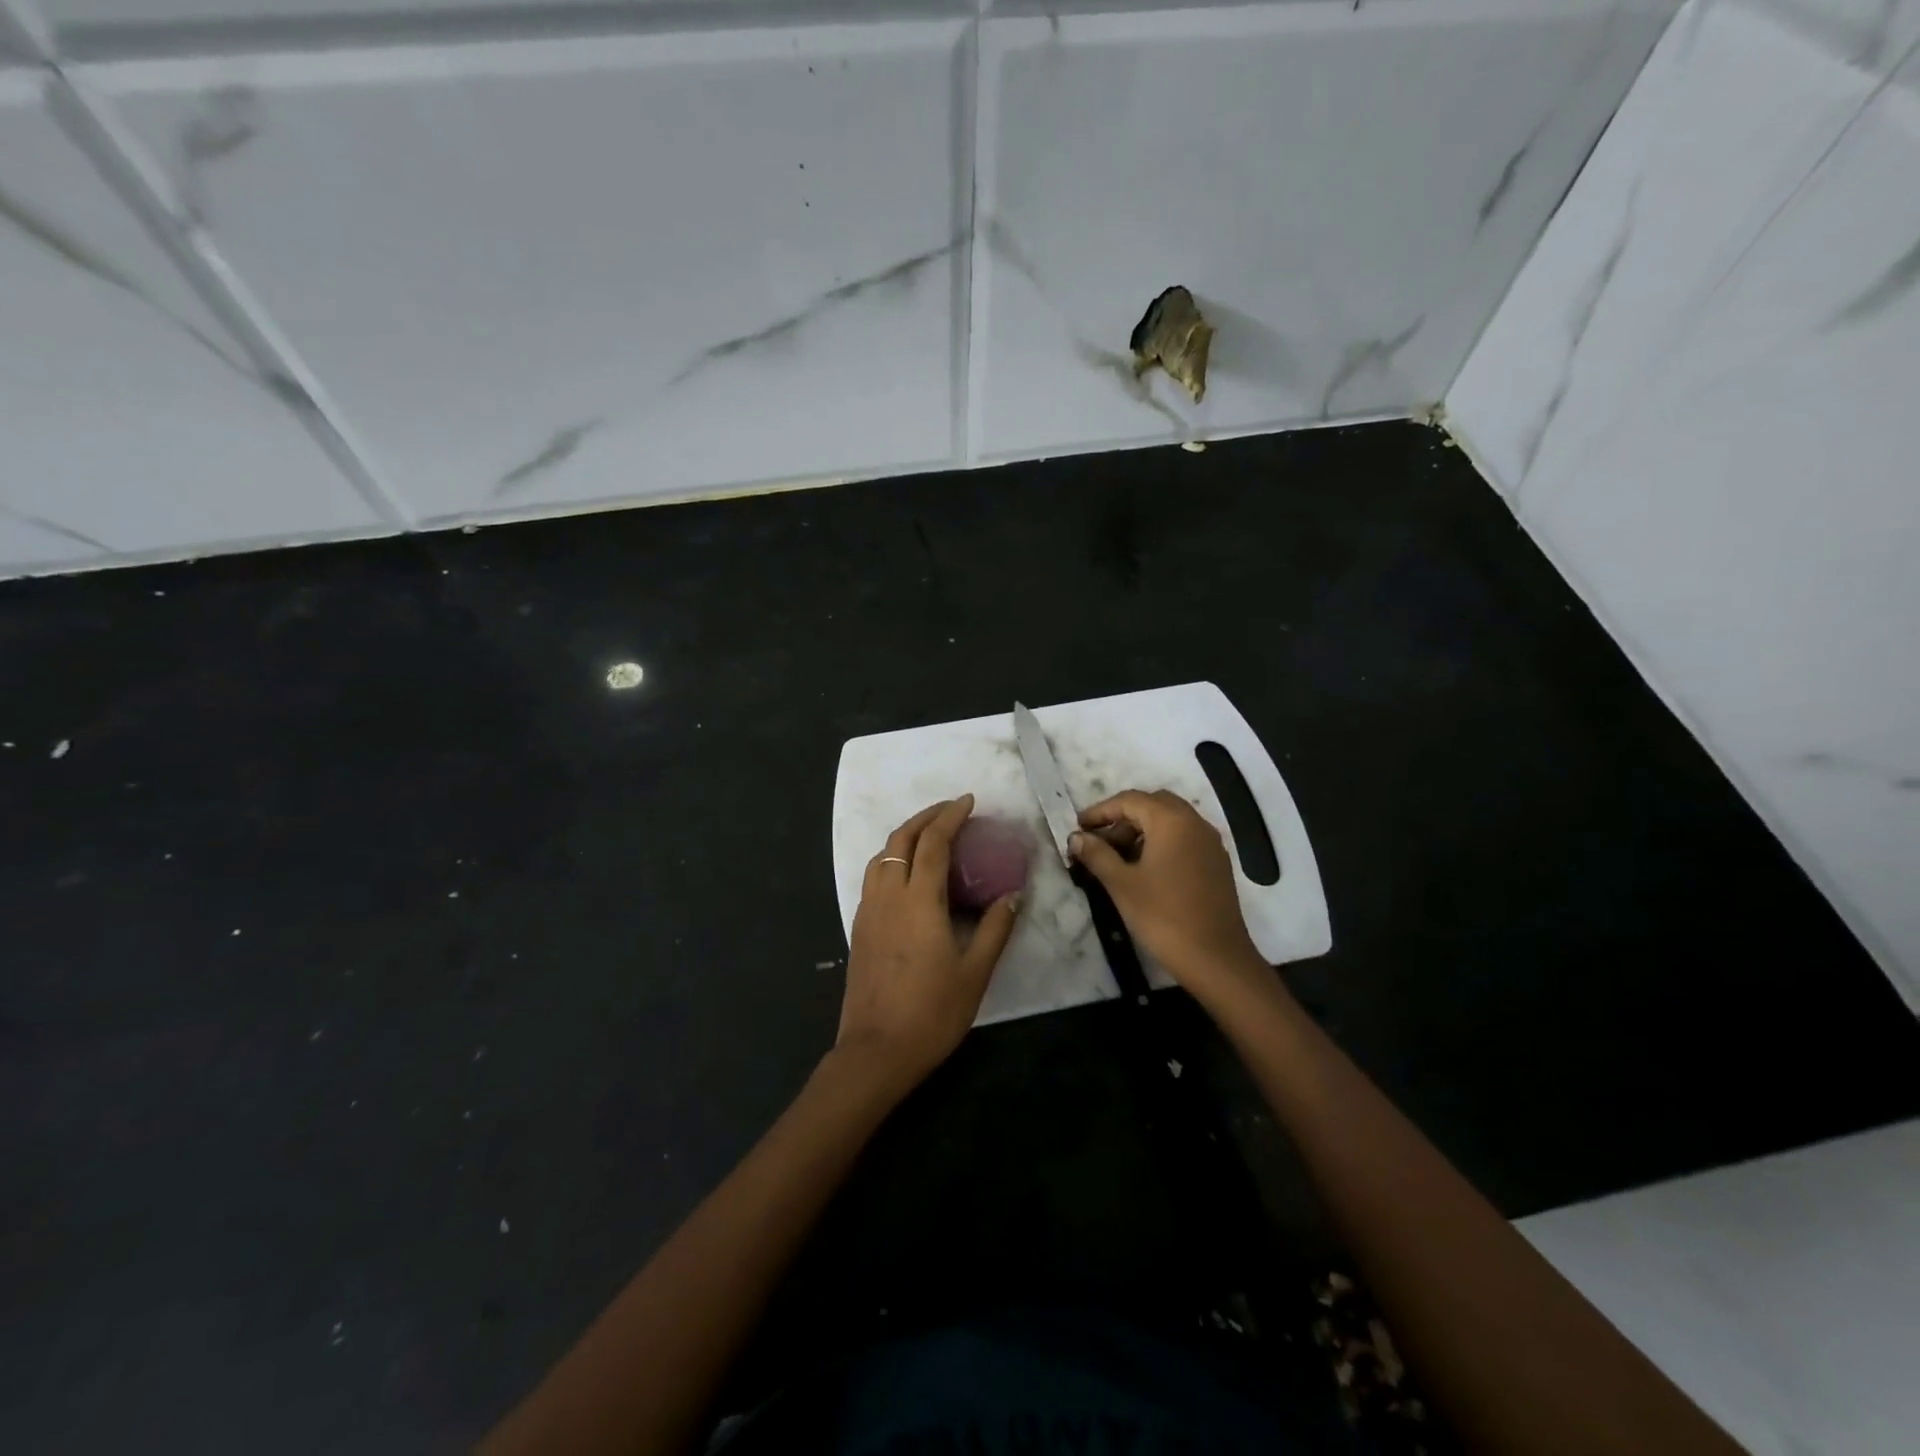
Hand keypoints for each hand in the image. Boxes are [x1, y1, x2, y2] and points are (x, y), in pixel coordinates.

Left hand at [837, 795, 1019, 1094]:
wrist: (876, 1051)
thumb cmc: (931, 1012)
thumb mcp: (975, 972)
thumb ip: (995, 928)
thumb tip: (1013, 895)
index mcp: (919, 901)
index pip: (933, 842)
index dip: (950, 816)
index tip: (968, 802)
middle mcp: (889, 896)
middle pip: (900, 839)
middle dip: (925, 817)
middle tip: (951, 810)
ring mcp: (868, 911)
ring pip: (882, 856)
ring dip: (905, 835)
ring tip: (929, 835)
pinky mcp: (859, 927)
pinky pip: (874, 876)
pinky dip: (892, 858)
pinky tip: (908, 874)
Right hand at [1070, 789, 1265, 1001]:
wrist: (1215, 958)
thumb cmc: (1163, 916)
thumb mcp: (1121, 884)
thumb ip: (1097, 854)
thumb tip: (1076, 837)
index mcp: (1172, 821)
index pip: (1130, 800)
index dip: (1100, 811)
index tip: (1078, 827)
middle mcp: (1195, 822)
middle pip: (1152, 805)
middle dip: (1122, 818)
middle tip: (1099, 841)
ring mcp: (1210, 843)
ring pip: (1170, 821)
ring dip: (1141, 830)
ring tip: (1117, 858)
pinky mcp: (1216, 863)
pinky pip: (1184, 838)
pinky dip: (1161, 843)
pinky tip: (1144, 869)